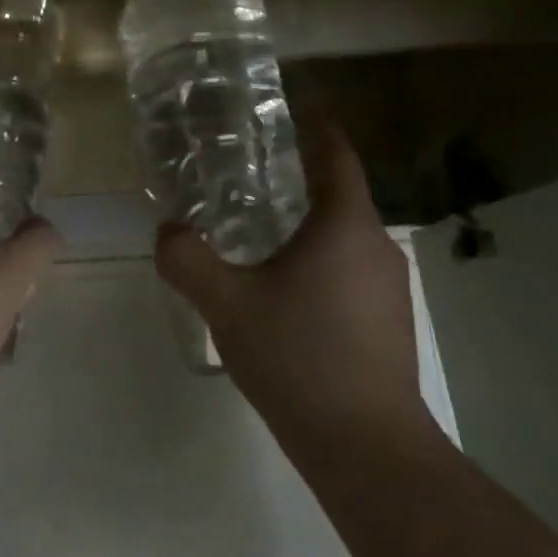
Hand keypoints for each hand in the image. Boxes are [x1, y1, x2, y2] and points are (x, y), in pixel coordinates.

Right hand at [155, 116, 443, 462]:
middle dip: (295, 185)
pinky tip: (280, 295)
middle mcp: (377, 248)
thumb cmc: (298, 356)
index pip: (336, 157)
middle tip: (243, 182)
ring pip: (341, 240)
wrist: (364, 443)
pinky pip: (347, 274)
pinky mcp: (387, 323)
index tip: (290, 113)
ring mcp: (389, 289)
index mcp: (345, 227)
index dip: (315, 130)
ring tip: (253, 238)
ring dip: (303, 231)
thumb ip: (187, 259)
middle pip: (338, 198)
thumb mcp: (227, 303)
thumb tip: (167, 230)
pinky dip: (315, 266)